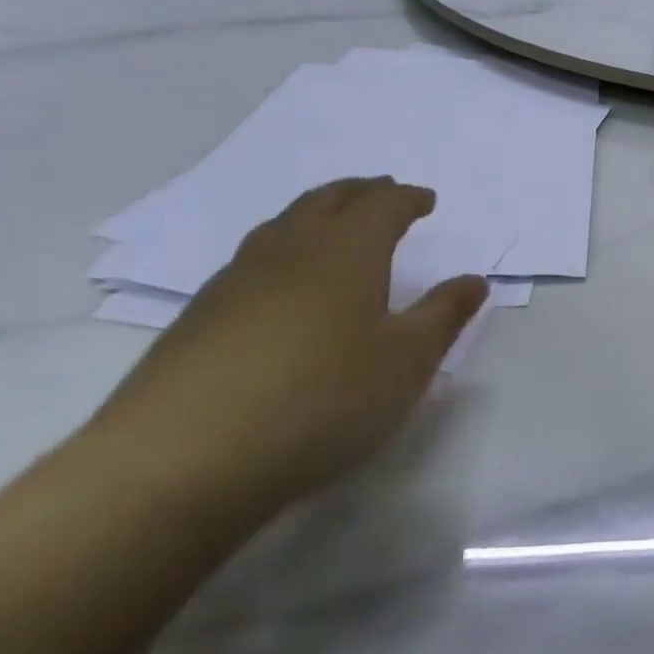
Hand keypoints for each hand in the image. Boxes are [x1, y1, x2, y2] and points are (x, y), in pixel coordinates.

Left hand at [85, 179, 487, 521]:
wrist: (179, 462)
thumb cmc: (320, 401)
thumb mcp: (406, 363)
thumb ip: (444, 315)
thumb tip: (474, 279)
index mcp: (346, 251)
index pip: (383, 205)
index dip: (408, 198)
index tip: (426, 200)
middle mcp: (290, 250)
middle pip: (329, 199)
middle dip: (362, 191)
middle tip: (384, 193)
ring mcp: (236, 280)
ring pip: (284, 223)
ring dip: (317, 212)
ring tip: (334, 224)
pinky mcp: (198, 316)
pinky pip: (253, 258)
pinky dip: (282, 248)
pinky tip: (281, 283)